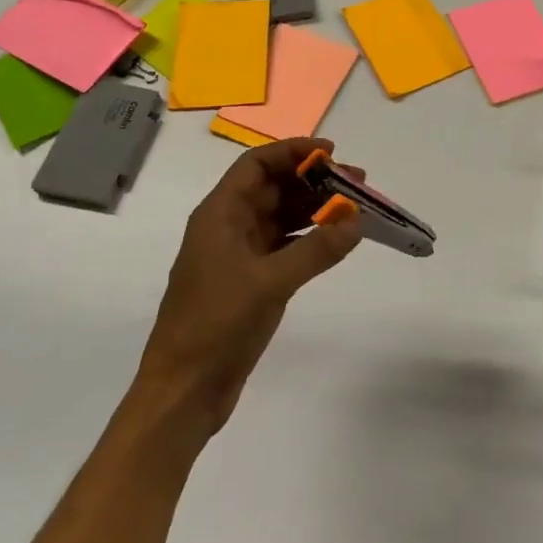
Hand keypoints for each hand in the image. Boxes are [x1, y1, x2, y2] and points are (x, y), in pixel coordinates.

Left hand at [134, 137, 361, 434]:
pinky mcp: (250, 282)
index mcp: (219, 215)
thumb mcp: (270, 282)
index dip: (292, 151)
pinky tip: (337, 240)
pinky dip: (310, 239)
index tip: (332, 152)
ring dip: (316, 209)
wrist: (184, 390)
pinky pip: (285, 247)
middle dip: (313, 181)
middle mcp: (228, 227)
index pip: (256, 165)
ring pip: (282, 218)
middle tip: (358, 182)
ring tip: (357, 207)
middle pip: (273, 188)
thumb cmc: (217, 325)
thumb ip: (317, 249)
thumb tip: (356, 220)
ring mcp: (238, 256)